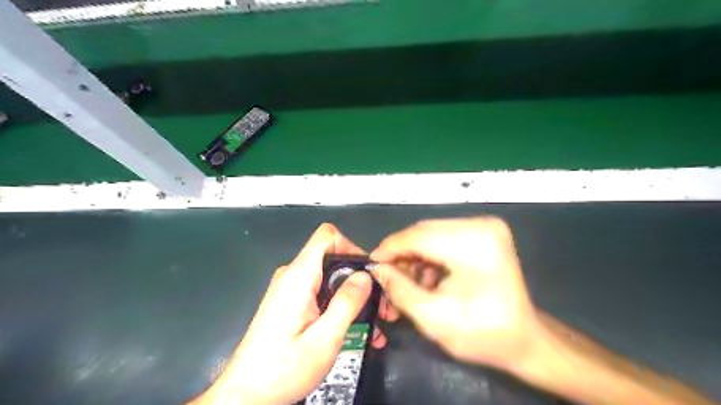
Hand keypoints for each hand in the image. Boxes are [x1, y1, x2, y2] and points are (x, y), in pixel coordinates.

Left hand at [192, 224, 382, 404]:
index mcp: (299, 276)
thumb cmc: (283, 369)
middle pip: (332, 258)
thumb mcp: (325, 339)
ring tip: (374, 323)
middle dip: (359, 279)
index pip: (327, 236)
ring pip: (329, 278)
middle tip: (380, 305)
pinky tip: (355, 330)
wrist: (245, 395)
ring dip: (353, 297)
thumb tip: (365, 276)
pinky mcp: (290, 303)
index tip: (368, 273)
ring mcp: (290, 290)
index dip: (351, 247)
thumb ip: (347, 303)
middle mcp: (292, 276)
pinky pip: (320, 293)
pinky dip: (339, 306)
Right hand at [372, 216, 539, 371]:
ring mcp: (486, 226)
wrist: (526, 339)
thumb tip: (377, 269)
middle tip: (387, 274)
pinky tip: (427, 275)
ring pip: (432, 233)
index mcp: (473, 244)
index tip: (372, 263)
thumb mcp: (433, 317)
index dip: (390, 248)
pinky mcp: (485, 232)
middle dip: (402, 253)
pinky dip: (431, 254)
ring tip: (408, 280)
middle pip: (425, 232)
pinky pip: (445, 236)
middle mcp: (482, 225)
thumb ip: (399, 289)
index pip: (418, 236)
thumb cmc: (483, 334)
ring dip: (416, 255)